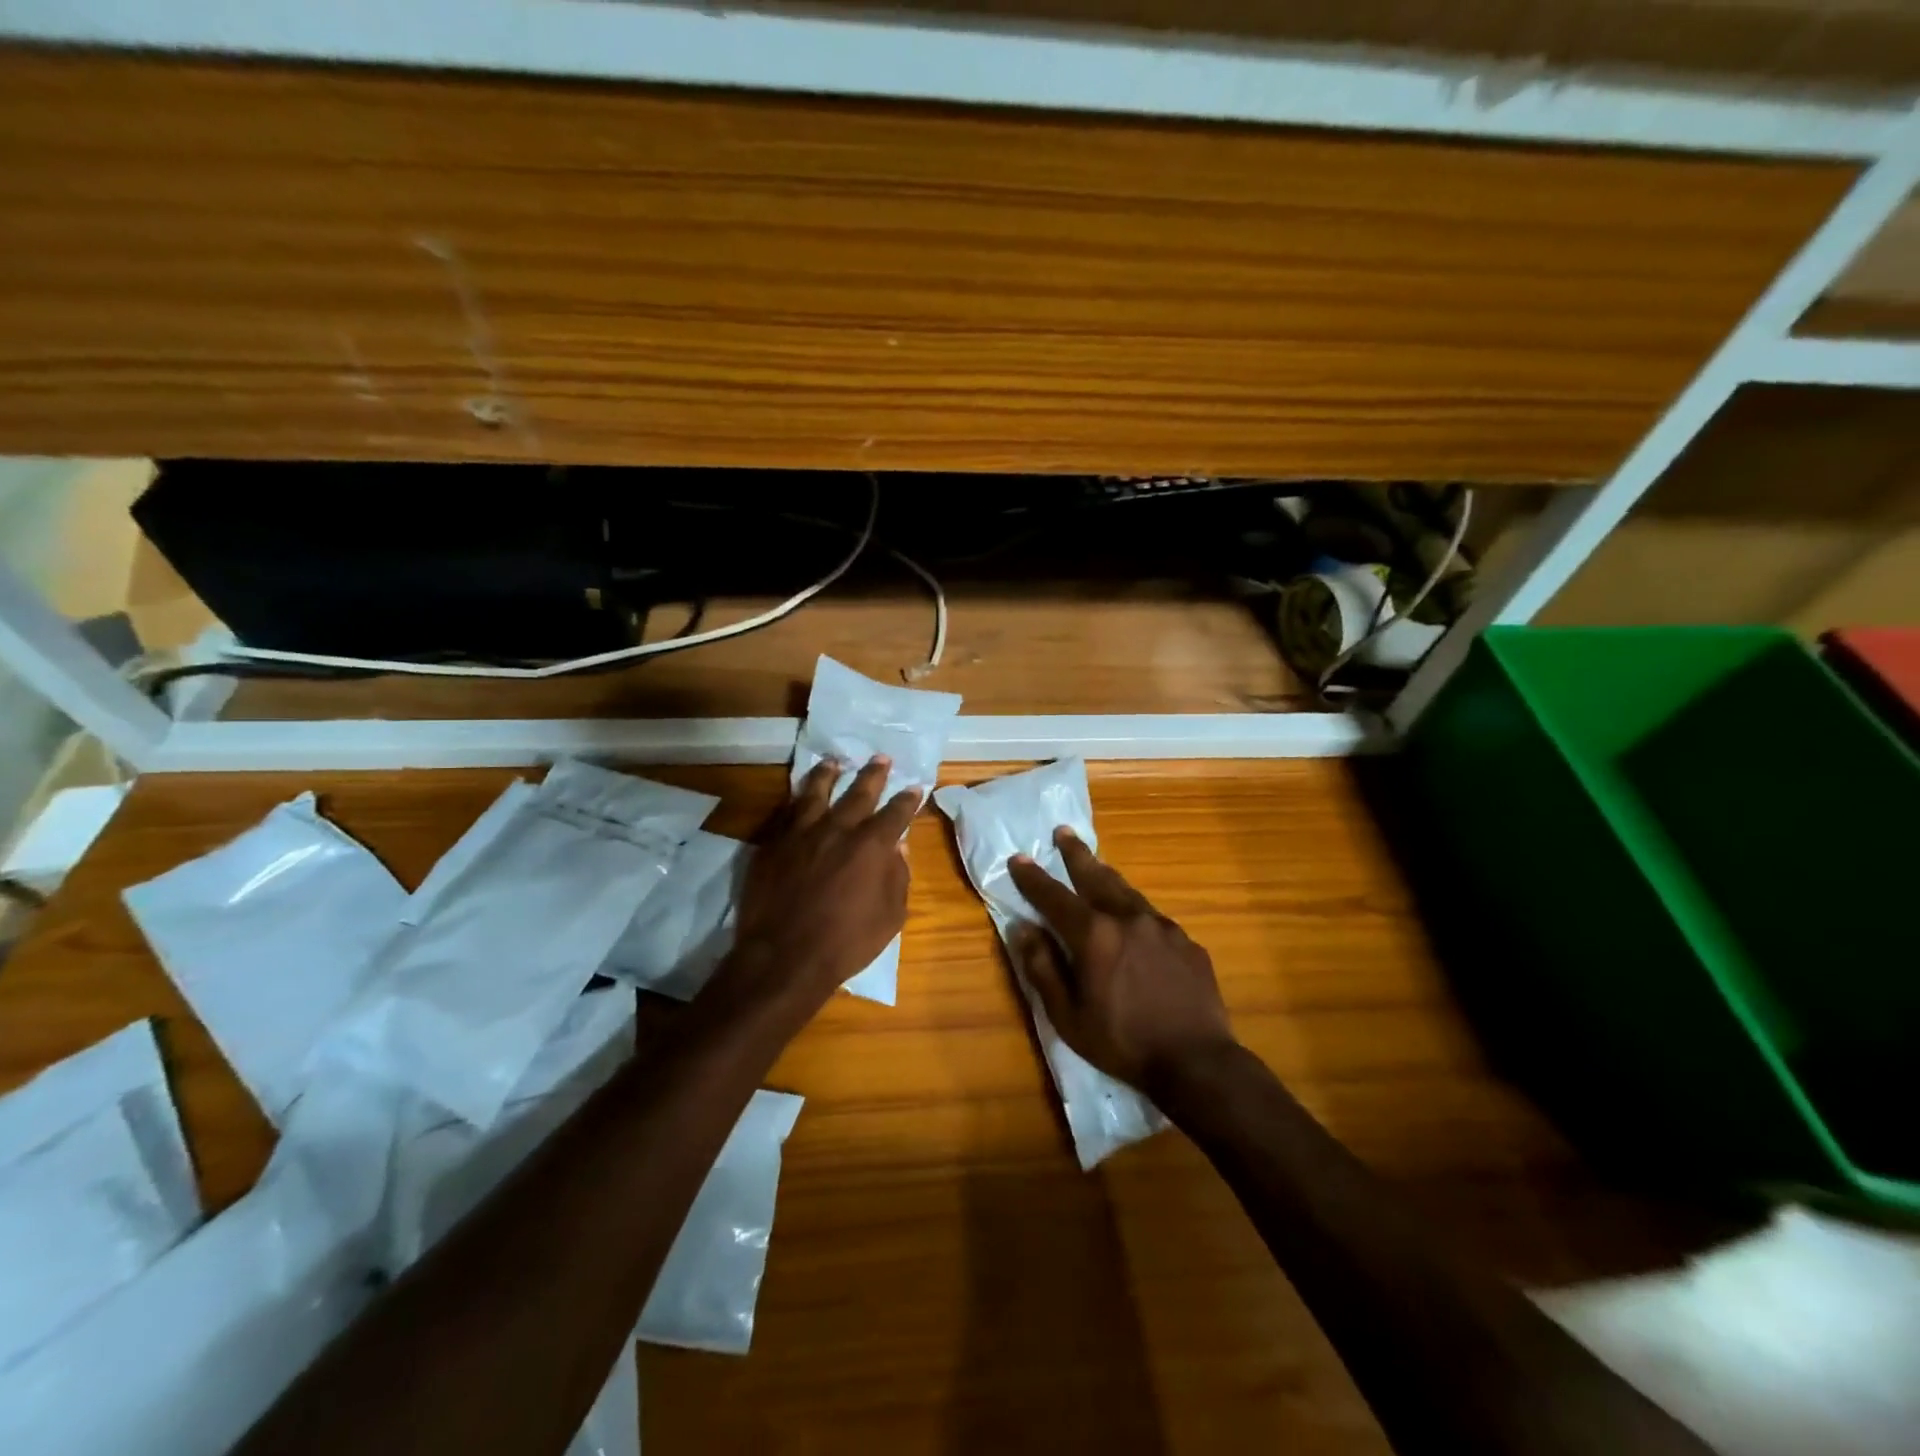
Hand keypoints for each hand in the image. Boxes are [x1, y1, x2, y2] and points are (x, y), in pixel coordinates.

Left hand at [716, 756, 920, 1020]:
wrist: (784, 957)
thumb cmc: (847, 942)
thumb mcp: (890, 916)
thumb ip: (898, 876)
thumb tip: (900, 846)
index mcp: (872, 846)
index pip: (896, 813)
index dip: (908, 799)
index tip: (914, 787)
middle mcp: (839, 829)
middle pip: (859, 792)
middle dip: (874, 774)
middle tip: (881, 758)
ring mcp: (802, 833)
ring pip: (817, 792)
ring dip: (829, 774)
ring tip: (834, 762)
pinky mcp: (774, 844)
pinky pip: (788, 812)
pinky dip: (798, 799)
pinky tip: (800, 795)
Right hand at [1007, 829, 1234, 1091]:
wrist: (1197, 1062)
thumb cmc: (1122, 1042)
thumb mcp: (1068, 1015)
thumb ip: (1043, 968)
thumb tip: (1024, 929)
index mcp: (1095, 935)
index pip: (1054, 897)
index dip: (1033, 877)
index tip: (1018, 858)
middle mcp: (1128, 918)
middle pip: (1096, 877)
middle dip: (1076, 854)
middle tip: (1063, 832)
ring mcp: (1162, 927)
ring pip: (1128, 892)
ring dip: (1107, 876)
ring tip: (1096, 866)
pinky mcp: (1187, 942)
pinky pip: (1153, 918)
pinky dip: (1135, 911)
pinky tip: (1135, 922)